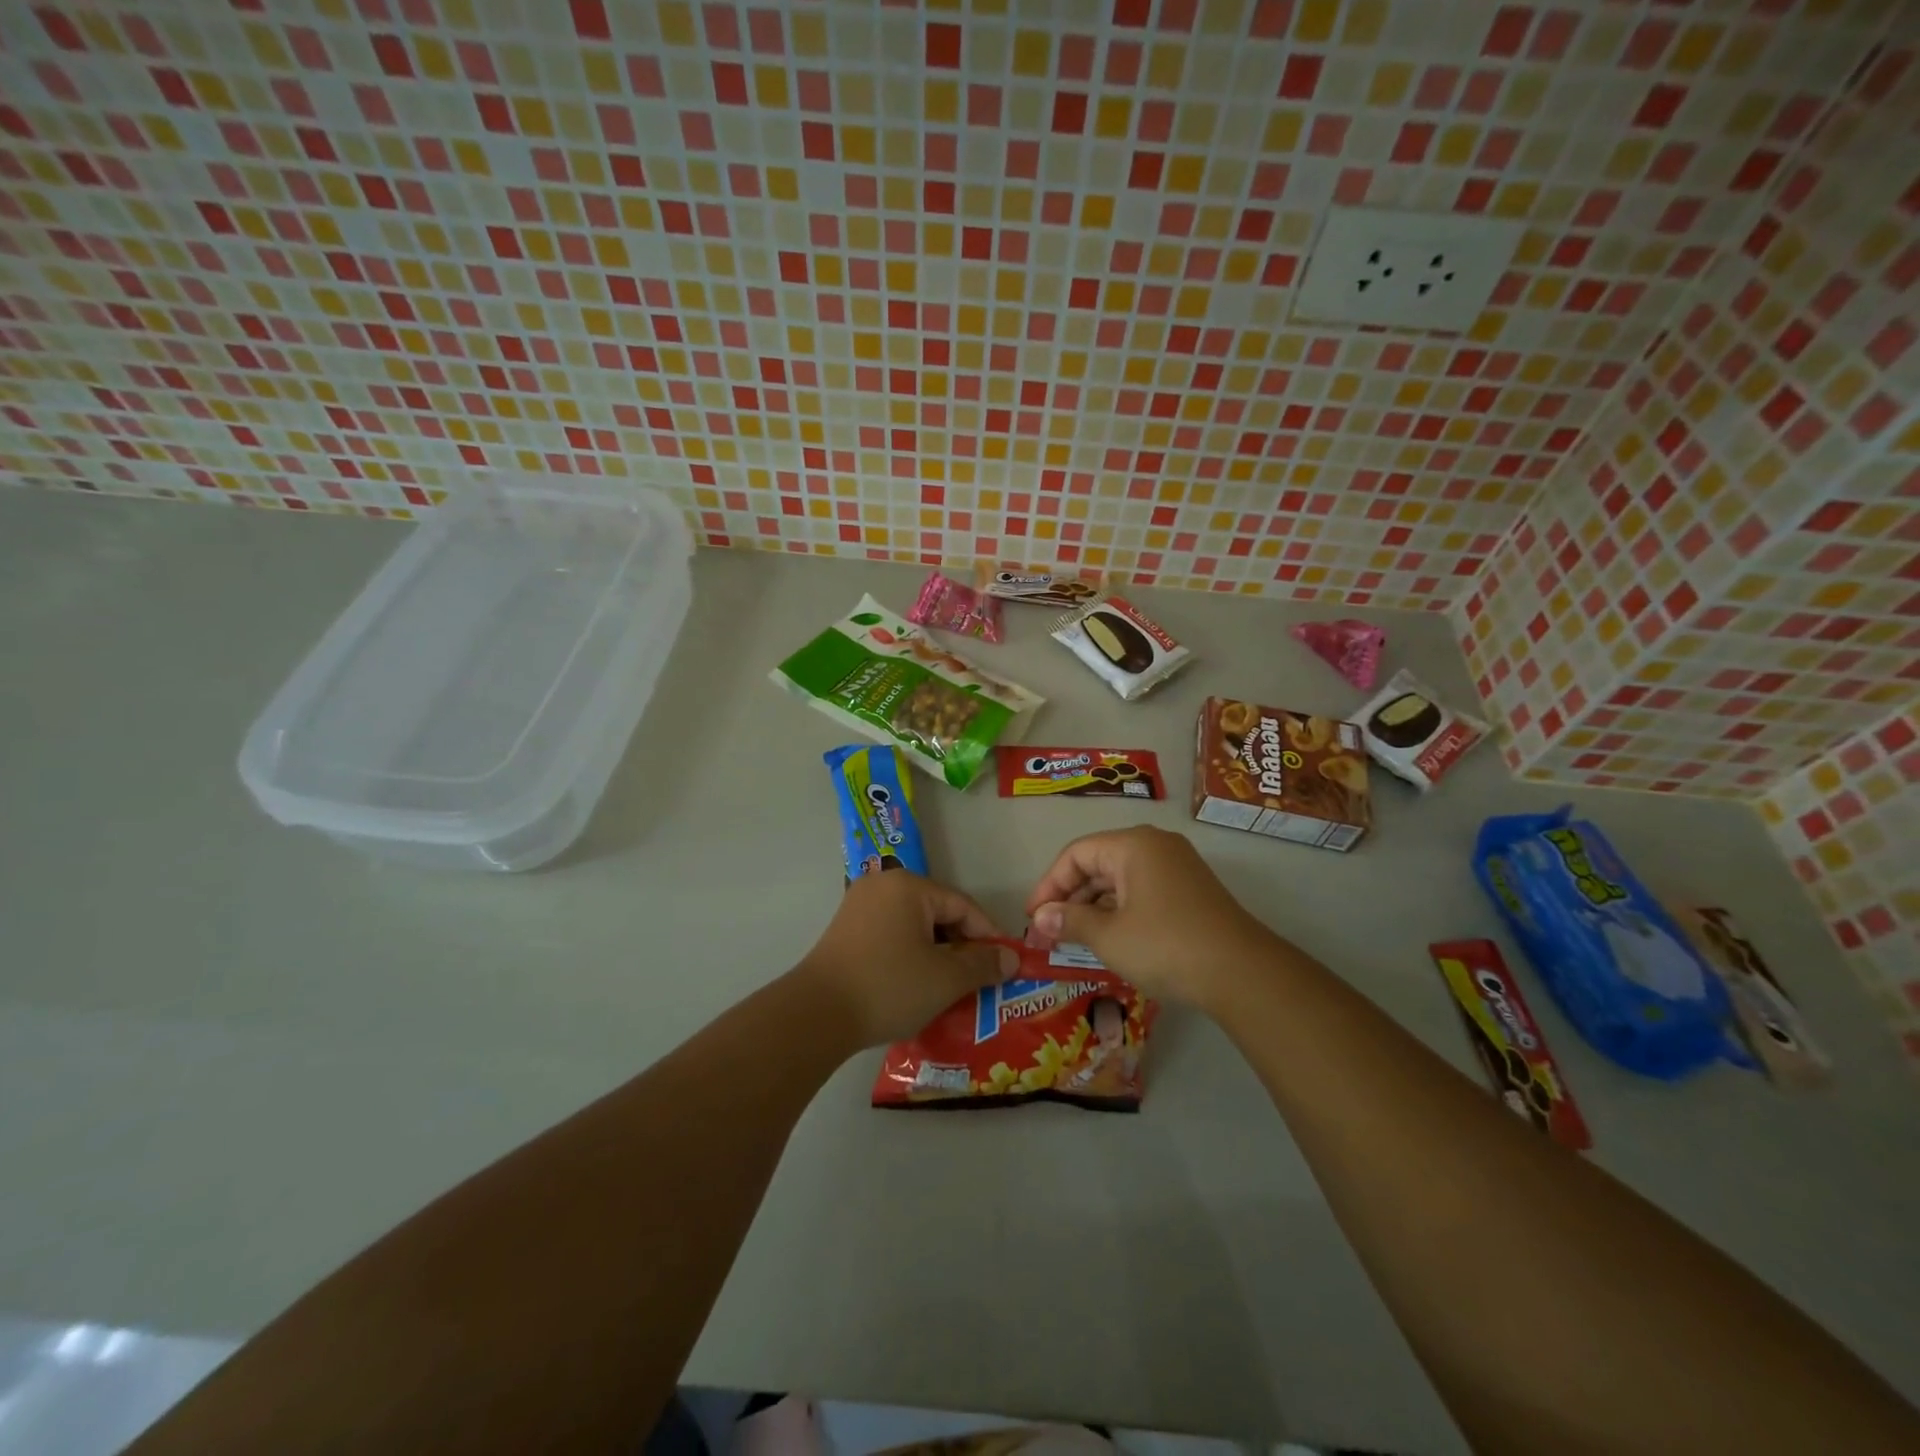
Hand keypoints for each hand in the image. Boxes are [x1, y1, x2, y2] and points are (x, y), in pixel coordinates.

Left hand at [798, 870, 1019, 1048]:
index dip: (988, 936)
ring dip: (937, 955)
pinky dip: (911, 957)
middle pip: (938, 913)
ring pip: (914, 927)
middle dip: (962, 948)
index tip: (1006, 966)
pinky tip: (919, 986)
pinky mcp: (846, 931)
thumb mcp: (945, 979)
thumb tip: (1011, 960)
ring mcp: (860, 907)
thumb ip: (983, 965)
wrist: (816, 1015)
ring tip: (953, 988)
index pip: (963, 906)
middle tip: (980, 980)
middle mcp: (883, 886)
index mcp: (908, 886)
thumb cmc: (888, 987)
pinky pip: (892, 936)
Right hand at [1025, 826, 1276, 1007]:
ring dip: (1093, 906)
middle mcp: (1155, 845)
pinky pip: (1142, 890)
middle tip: (1048, 931)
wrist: (1242, 973)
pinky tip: (1109, 938)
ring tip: (1073, 938)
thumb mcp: (1108, 936)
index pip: (1075, 854)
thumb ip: (1069, 921)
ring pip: (1120, 878)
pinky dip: (1119, 910)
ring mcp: (1177, 867)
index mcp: (1132, 844)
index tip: (1032, 918)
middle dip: (1069, 896)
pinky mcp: (1190, 890)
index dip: (1048, 885)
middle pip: (1098, 862)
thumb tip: (1039, 919)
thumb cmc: (1165, 945)